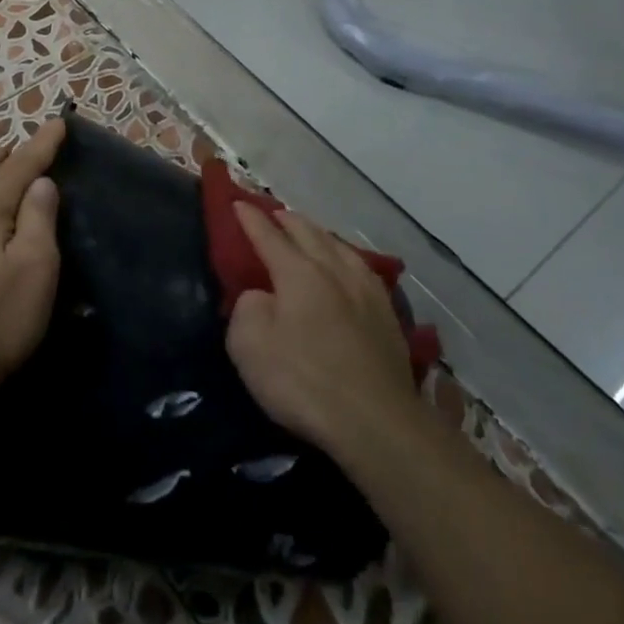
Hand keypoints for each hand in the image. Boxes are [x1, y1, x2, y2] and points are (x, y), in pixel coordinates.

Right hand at [224, 203, 415, 459]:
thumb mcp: (249, 345)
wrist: (376, 421)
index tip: (237, 202)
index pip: (268, 236)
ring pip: (339, 246)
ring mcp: (366, 291)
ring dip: (318, 233)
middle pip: (308, 232)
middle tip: (272, 213)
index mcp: (298, 273)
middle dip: (286, 219)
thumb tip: (260, 296)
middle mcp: (334, 271)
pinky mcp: (387, 315)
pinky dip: (345, 256)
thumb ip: (247, 308)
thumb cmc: (303, 381)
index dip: (250, 218)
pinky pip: (362, 268)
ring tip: (308, 231)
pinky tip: (349, 265)